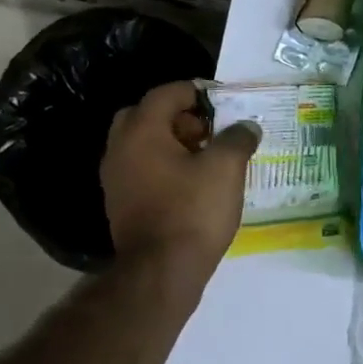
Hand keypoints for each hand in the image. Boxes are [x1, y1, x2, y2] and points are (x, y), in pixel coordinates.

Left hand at [101, 81, 260, 273]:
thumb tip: (246, 127)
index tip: (222, 100)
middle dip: (179, 117)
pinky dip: (165, 166)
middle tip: (209, 130)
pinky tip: (193, 183)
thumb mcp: (226, 168)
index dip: (195, 91)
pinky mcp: (122, 204)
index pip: (165, 93)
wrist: (161, 272)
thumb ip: (237, 138)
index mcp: (141, 131)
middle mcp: (120, 149)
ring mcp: (116, 179)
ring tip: (207, 157)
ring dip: (172, 142)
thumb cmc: (193, 211)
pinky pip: (142, 169)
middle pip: (147, 116)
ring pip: (143, 144)